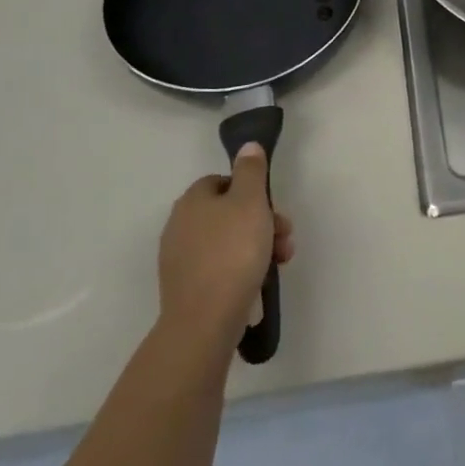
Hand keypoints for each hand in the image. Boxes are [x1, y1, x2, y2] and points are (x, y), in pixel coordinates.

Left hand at [158, 143, 294, 350]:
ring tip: (280, 263)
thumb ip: (251, 171)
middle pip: (229, 213)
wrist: (205, 319)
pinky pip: (220, 268)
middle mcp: (180, 225)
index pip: (223, 181)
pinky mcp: (187, 287)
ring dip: (258, 246)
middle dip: (263, 222)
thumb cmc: (232, 252)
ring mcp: (180, 258)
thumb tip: (247, 146)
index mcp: (192, 200)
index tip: (273, 209)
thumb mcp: (250, 202)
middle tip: (285, 238)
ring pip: (228, 241)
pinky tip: (258, 283)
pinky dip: (241, 270)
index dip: (252, 191)